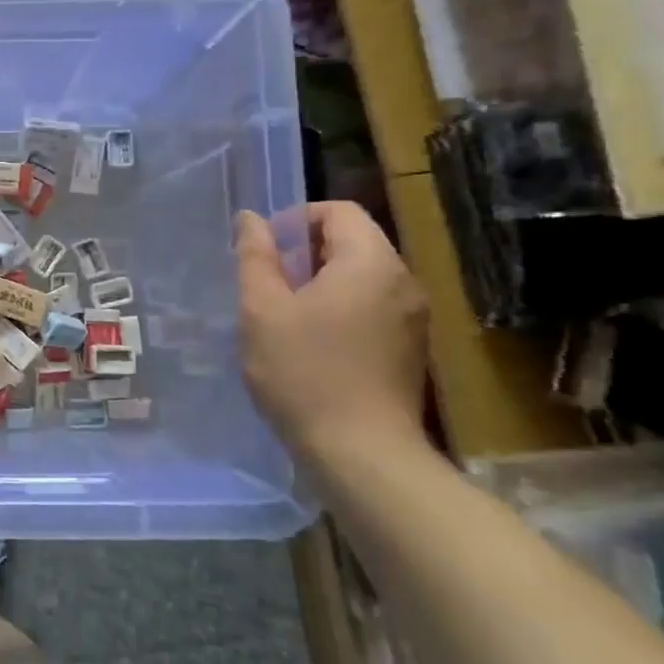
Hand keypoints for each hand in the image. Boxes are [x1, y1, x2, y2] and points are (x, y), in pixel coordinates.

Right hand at [235, 202, 427, 457]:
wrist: (361, 453)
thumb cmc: (303, 372)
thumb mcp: (262, 310)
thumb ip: (255, 257)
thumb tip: (250, 218)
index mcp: (370, 263)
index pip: (339, 211)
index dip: (296, 219)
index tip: (264, 252)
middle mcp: (402, 282)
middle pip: (353, 242)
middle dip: (305, 254)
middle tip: (266, 286)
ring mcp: (413, 318)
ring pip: (361, 277)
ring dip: (320, 283)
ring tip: (282, 317)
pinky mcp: (410, 348)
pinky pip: (372, 307)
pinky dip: (339, 309)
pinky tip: (310, 344)